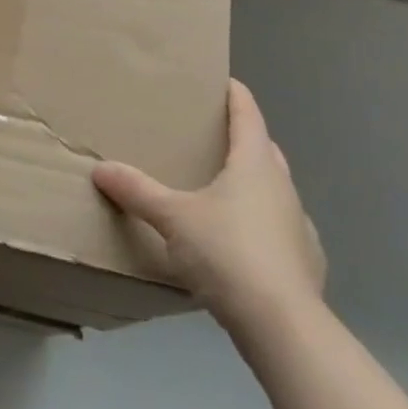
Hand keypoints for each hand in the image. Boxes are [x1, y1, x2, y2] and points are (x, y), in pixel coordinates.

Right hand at [93, 79, 324, 323]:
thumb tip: (101, 169)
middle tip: (211, 138)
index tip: (223, 82)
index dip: (235, 94)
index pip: (248, 113)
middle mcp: (282, 185)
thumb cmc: (228, 253)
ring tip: (222, 192)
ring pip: (275, 190)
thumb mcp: (173, 219)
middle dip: (242, 139)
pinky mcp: (306, 262)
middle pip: (264, 149)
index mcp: (254, 163)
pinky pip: (281, 230)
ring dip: (253, 184)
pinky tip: (245, 246)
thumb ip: (138, 192)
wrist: (284, 327)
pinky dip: (263, 227)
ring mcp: (299, 225)